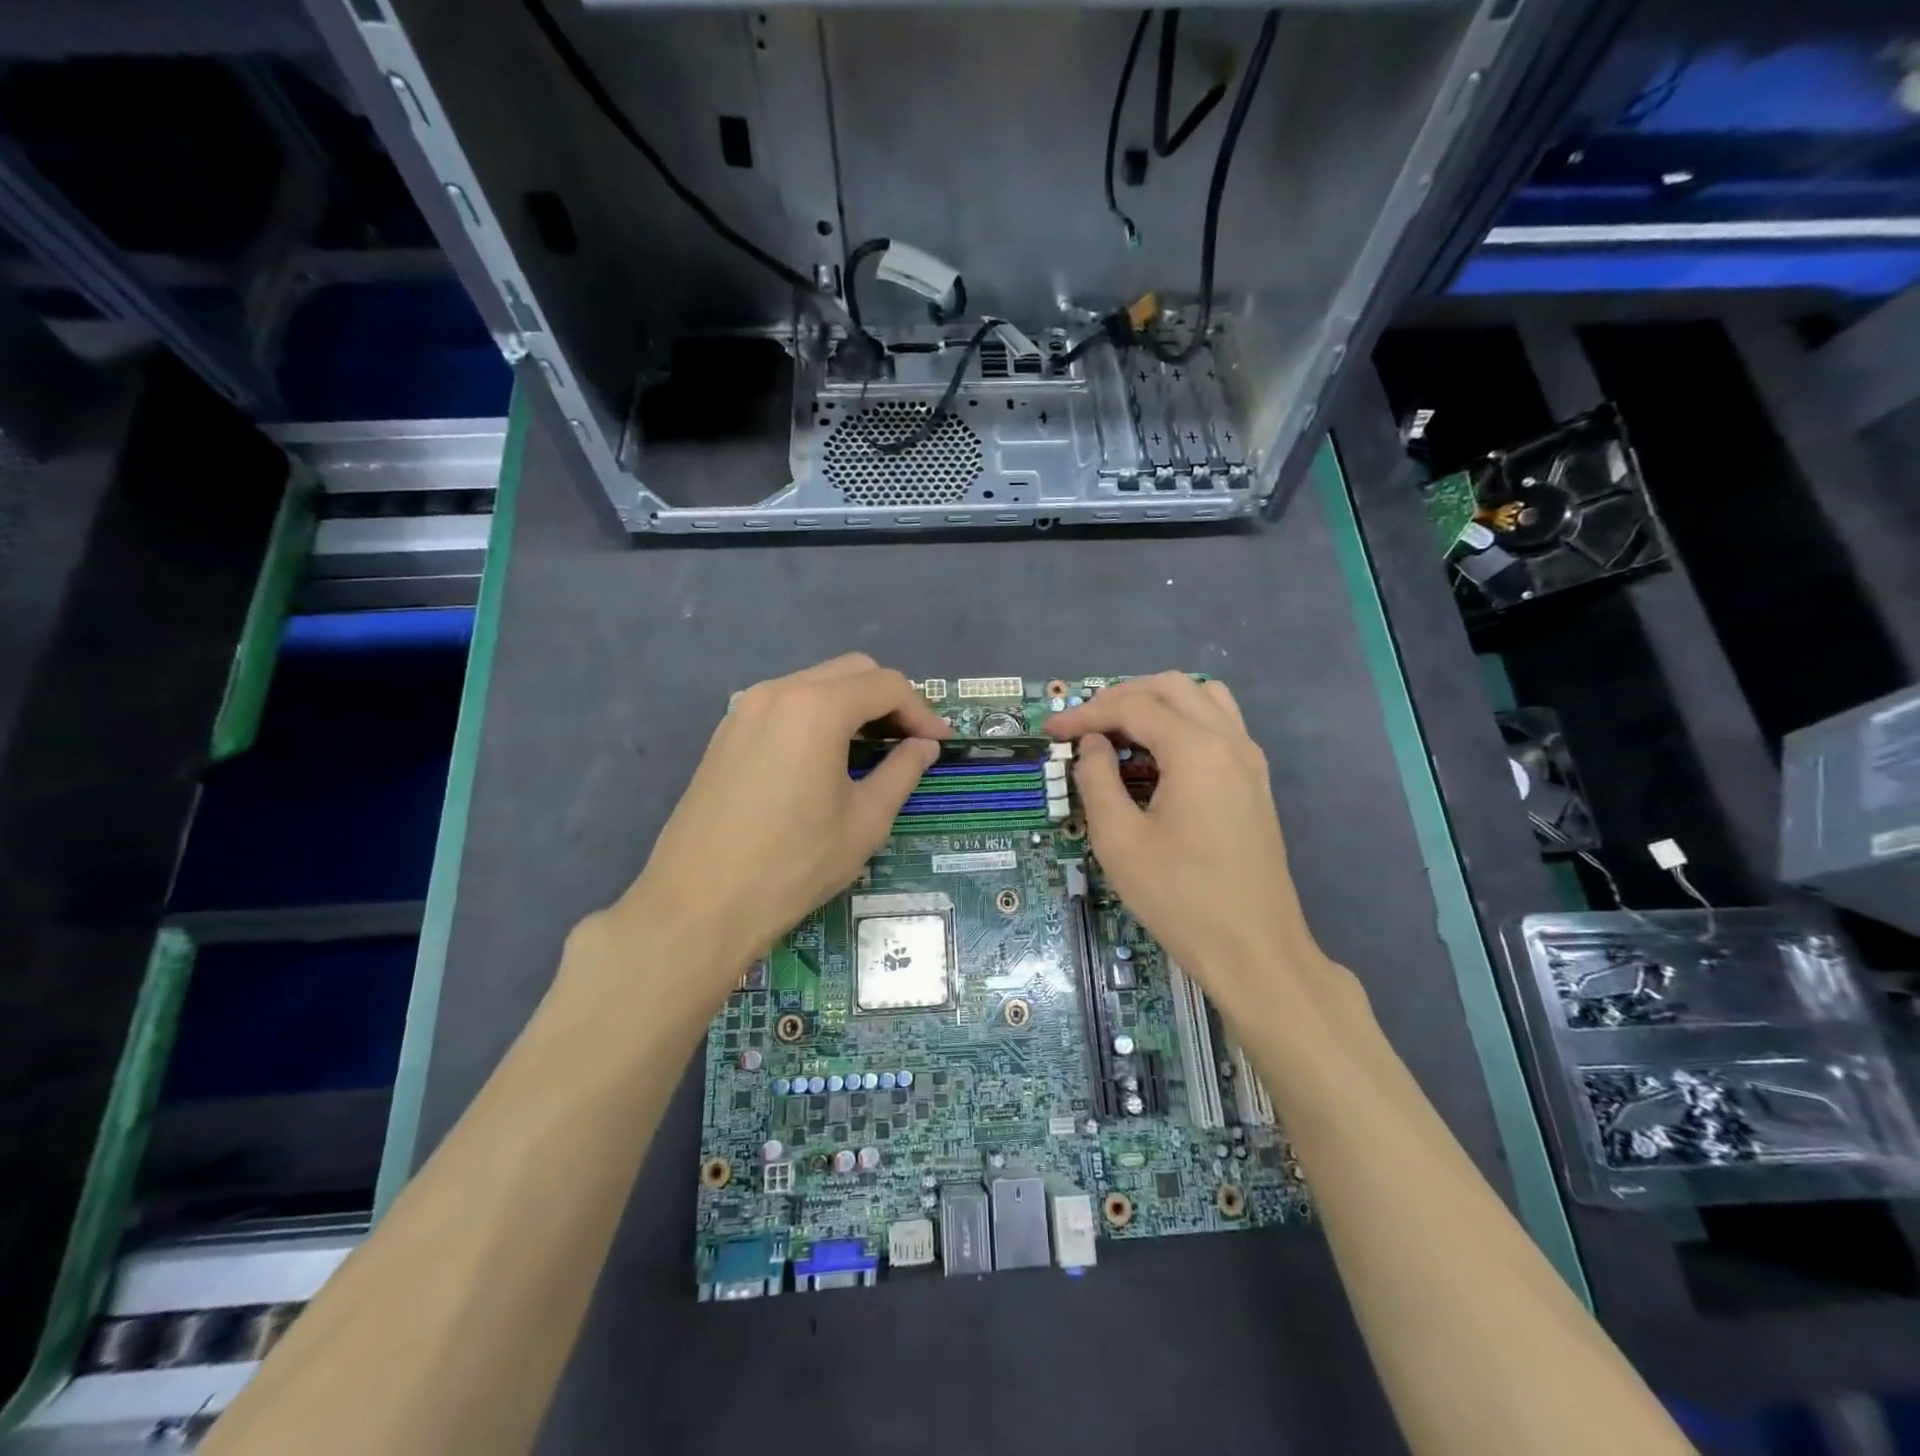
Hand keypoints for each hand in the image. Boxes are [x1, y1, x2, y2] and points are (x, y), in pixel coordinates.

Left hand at [604, 654, 949, 990]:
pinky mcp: (726, 733)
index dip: (921, 711)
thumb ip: (902, 772)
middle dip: (889, 700)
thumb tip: (923, 747)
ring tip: (871, 750)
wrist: (699, 904)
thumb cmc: (793, 864)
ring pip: (814, 683)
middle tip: (909, 742)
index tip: (940, 743)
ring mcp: (744, 709)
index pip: (886, 686)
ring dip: (852, 705)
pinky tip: (825, 758)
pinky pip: (784, 704)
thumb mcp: (865, 821)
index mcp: (817, 708)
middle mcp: (778, 692)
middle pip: (851, 672)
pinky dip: (817, 716)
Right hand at [1047, 674, 1331, 1022]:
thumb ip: (1096, 779)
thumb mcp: (1119, 840)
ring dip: (1156, 702)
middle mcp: (1229, 740)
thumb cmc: (1180, 897)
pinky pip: (1219, 724)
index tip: (1051, 731)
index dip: (1086, 714)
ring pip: (1201, 697)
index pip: (1133, 707)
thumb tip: (1093, 744)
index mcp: (1196, 749)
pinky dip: (1182, 721)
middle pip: (1170, 687)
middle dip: (1120, 698)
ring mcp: (1249, 759)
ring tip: (1120, 732)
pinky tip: (1157, 756)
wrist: (1254, 950)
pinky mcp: (1255, 780)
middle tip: (1083, 727)